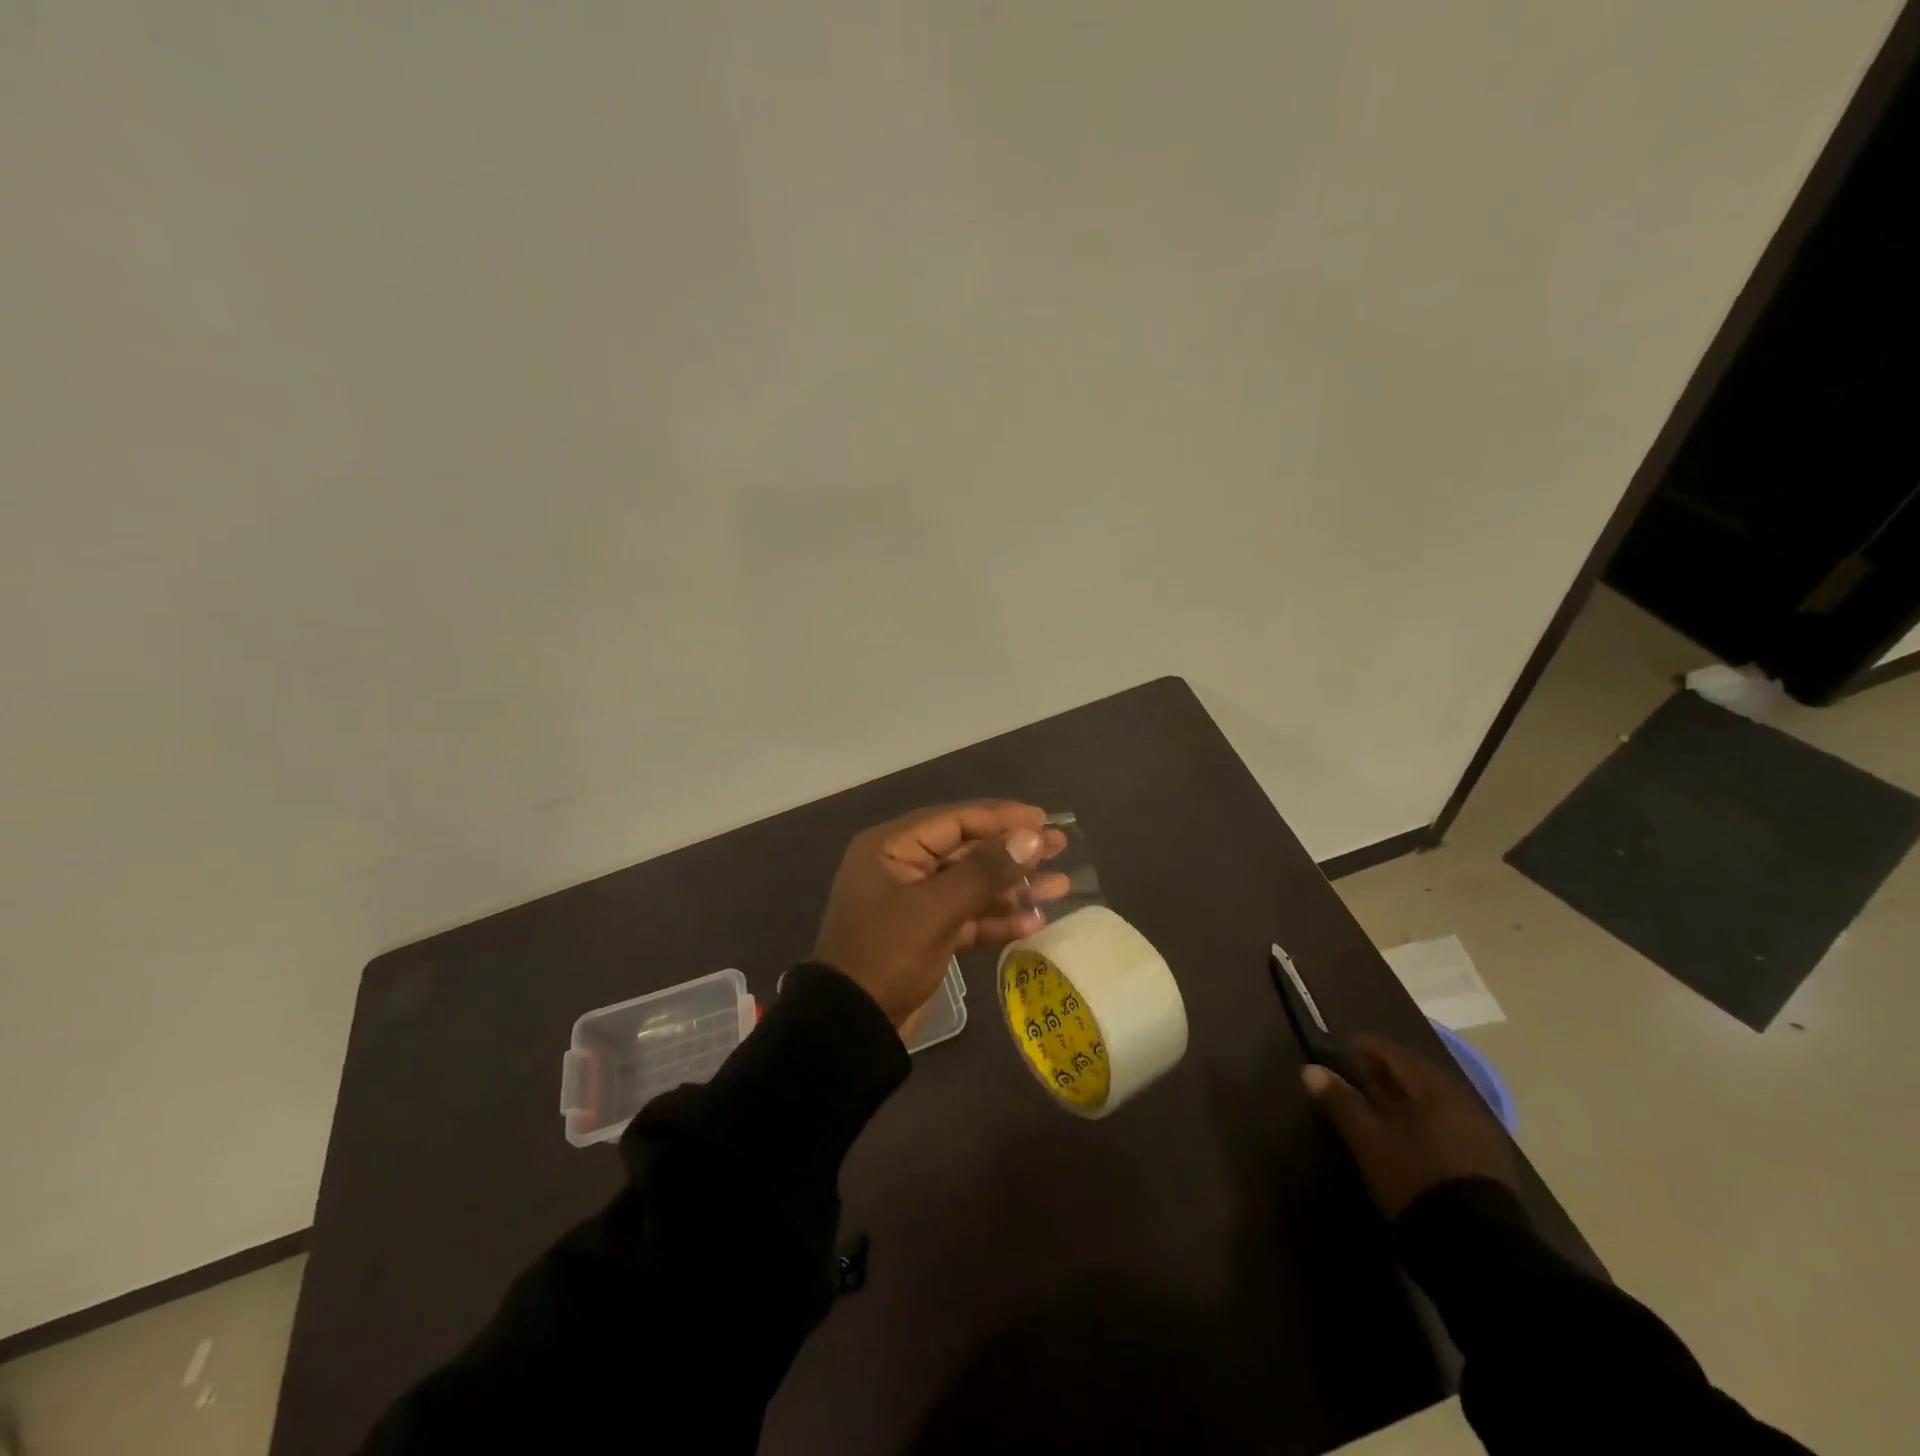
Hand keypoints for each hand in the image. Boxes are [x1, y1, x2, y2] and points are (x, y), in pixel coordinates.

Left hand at [813, 802, 1067, 1026]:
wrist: (852, 1027)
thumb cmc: (887, 954)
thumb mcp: (936, 909)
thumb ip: (985, 871)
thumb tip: (1032, 836)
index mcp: (891, 847)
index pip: (954, 820)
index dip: (1001, 818)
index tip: (1044, 820)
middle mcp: (902, 866)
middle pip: (967, 850)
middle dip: (1013, 852)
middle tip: (1061, 846)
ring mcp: (914, 901)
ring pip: (971, 884)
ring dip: (1013, 887)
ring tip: (1060, 885)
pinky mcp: (926, 933)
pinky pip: (967, 916)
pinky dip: (997, 919)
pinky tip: (1035, 922)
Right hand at [1302, 1035, 1516, 1220]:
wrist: (1479, 1250)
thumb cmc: (1414, 1179)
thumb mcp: (1367, 1139)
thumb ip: (1340, 1100)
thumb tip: (1311, 1069)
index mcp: (1433, 1087)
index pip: (1392, 1052)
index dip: (1361, 1047)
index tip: (1337, 1053)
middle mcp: (1461, 1101)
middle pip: (1414, 1075)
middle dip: (1382, 1074)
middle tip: (1352, 1081)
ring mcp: (1479, 1132)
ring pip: (1431, 1102)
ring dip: (1402, 1100)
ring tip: (1374, 1110)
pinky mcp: (1488, 1162)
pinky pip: (1446, 1125)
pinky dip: (1421, 1122)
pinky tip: (1406, 1138)